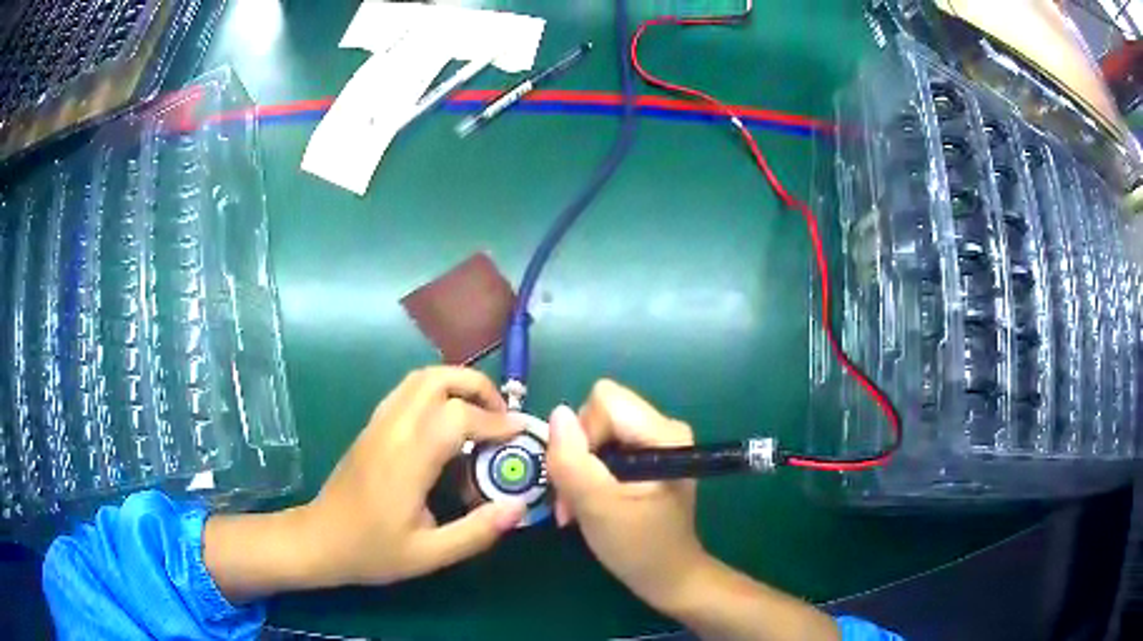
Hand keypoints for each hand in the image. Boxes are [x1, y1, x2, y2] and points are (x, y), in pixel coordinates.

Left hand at [203, 367, 526, 600]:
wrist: (319, 540)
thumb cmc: (372, 551)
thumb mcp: (429, 555)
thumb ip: (476, 532)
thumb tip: (518, 507)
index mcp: (406, 461)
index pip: (456, 417)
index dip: (495, 421)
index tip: (521, 433)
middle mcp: (391, 430)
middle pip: (436, 378)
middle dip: (477, 387)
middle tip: (501, 418)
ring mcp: (378, 424)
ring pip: (419, 379)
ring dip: (456, 384)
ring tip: (480, 417)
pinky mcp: (372, 427)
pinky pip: (407, 392)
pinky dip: (437, 393)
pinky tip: (447, 427)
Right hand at [547, 380, 841, 640]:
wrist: (667, 577)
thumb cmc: (638, 547)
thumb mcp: (597, 507)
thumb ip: (572, 460)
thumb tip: (557, 414)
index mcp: (664, 433)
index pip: (604, 401)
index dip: (583, 435)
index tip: (580, 479)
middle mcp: (663, 428)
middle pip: (598, 414)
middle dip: (577, 455)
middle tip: (571, 500)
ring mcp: (655, 442)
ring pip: (596, 432)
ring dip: (578, 470)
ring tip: (577, 508)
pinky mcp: (646, 457)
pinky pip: (603, 448)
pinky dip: (588, 475)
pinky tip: (587, 504)